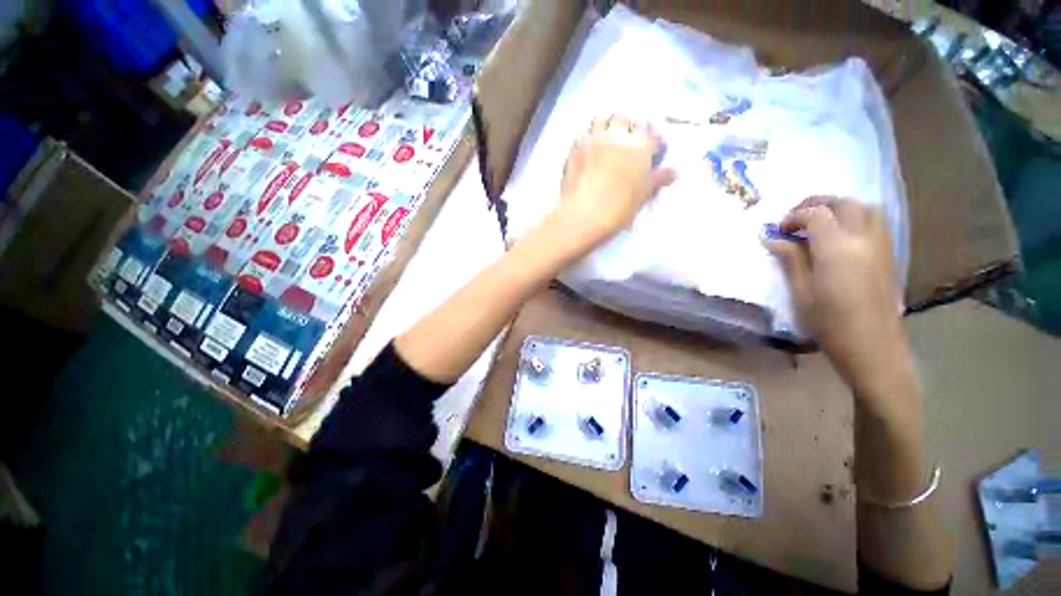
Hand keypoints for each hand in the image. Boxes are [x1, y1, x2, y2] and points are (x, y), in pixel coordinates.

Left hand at [551, 116, 676, 247]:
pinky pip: (585, 135)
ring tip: (608, 141)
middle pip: (627, 120)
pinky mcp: (575, 149)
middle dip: (631, 127)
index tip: (655, 151)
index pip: (654, 136)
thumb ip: (658, 180)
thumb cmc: (617, 209)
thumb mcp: (642, 197)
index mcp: (640, 146)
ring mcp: (594, 140)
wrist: (581, 216)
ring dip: (608, 126)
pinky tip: (590, 151)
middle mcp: (618, 135)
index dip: (656, 143)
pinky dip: (590, 138)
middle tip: (630, 142)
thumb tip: (674, 171)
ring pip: (603, 119)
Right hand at [766, 198, 914, 411]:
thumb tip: (772, 239)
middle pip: (844, 203)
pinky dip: (855, 218)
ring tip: (820, 223)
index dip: (794, 216)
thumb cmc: (830, 325)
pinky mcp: (889, 256)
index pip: (816, 214)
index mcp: (837, 250)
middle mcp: (863, 240)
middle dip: (817, 203)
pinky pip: (875, 223)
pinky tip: (840, 236)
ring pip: (865, 208)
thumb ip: (790, 260)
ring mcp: (881, 246)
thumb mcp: (801, 293)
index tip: (778, 229)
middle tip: (796, 217)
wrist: (873, 349)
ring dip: (840, 208)